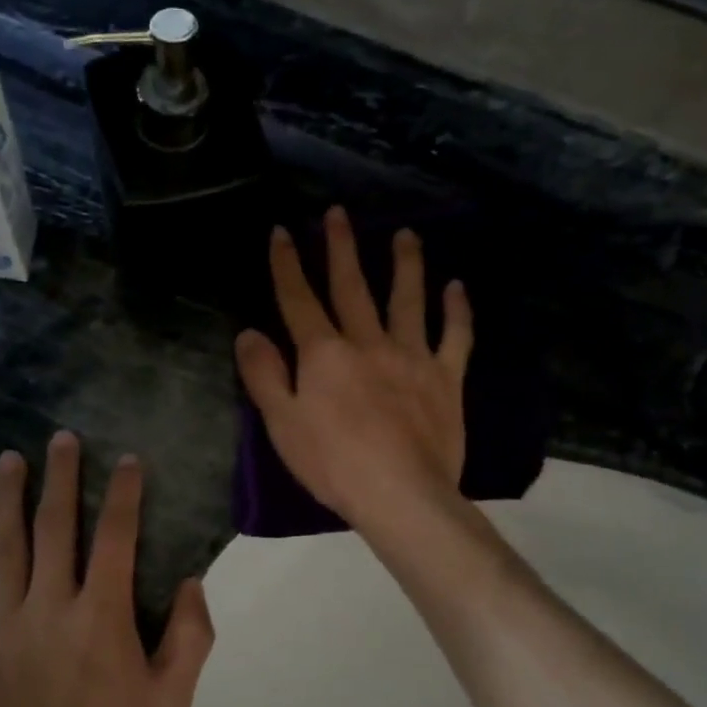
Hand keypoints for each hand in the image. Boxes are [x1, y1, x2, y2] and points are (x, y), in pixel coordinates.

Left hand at [0, 432, 214, 706]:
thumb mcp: (171, 704)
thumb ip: (190, 638)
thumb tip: (192, 583)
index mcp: (101, 616)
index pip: (117, 538)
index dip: (124, 494)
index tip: (127, 461)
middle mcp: (50, 605)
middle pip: (56, 526)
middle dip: (61, 477)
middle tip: (61, 438)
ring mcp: (2, 625)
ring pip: (4, 546)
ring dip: (7, 499)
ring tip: (9, 460)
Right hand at [236, 207, 472, 531]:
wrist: (400, 493)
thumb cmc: (333, 463)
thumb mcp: (281, 424)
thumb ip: (264, 375)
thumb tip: (249, 333)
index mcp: (324, 354)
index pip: (299, 300)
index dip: (287, 264)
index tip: (282, 230)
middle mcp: (368, 343)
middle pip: (352, 287)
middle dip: (341, 248)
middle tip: (339, 213)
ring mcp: (412, 357)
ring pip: (408, 300)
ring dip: (406, 264)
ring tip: (407, 234)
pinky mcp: (446, 378)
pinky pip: (456, 337)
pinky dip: (457, 311)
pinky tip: (457, 288)